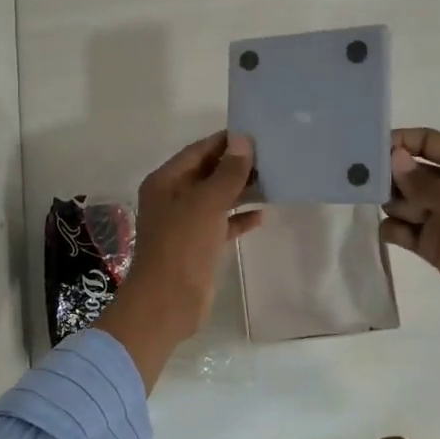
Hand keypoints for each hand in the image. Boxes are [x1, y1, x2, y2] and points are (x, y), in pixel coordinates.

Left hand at [98, 132, 261, 389]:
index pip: (198, 151)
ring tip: (273, 180)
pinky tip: (262, 215)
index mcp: (166, 182)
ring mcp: (185, 223)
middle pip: (207, 173)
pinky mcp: (198, 245)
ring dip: (241, 191)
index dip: (225, 143)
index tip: (256, 134)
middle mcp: (173, 198)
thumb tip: (243, 141)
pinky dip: (239, 218)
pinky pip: (221, 223)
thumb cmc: (182, 247)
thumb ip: (227, 173)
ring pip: (217, 198)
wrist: (167, 303)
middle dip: (236, 166)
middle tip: (271, 157)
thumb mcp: (206, 204)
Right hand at [383, 126, 439, 406]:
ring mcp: (439, 215)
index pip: (427, 142)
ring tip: (366, 202)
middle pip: (408, 170)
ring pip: (400, 199)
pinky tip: (391, 231)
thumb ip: (424, 181)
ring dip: (386, 200)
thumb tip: (394, 159)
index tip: (369, 147)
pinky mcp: (430, 244)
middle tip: (356, 177)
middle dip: (386, 172)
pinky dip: (391, 228)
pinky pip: (401, 229)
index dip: (400, 141)